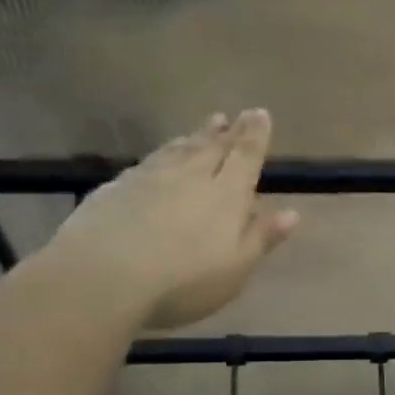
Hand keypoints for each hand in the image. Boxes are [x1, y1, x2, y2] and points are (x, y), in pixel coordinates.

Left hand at [44, 110, 298, 331]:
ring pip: (177, 151)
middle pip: (211, 147)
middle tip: (232, 115)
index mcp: (226, 195)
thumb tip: (292, 212)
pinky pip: (146, 163)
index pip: (245, 157)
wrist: (103, 277)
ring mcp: (149, 179)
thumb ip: (261, 237)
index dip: (255, 136)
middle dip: (225, 131)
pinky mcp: (115, 189)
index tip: (259, 113)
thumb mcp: (235, 268)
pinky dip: (160, 155)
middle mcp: (190, 177)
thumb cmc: (183, 280)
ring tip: (202, 128)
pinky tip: (157, 158)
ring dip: (193, 137)